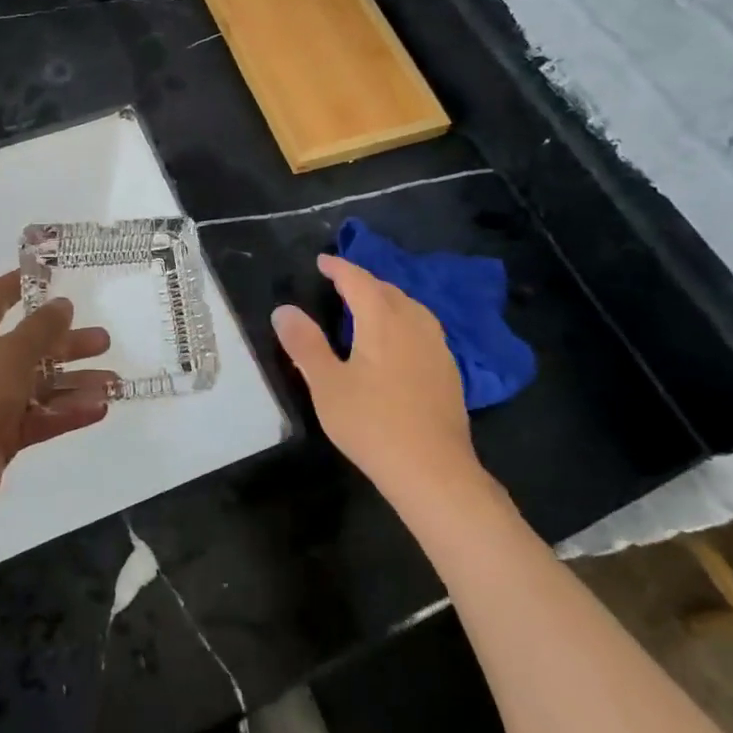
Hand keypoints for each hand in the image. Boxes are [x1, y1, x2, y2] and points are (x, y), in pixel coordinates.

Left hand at [0, 272, 117, 528]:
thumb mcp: (9, 355)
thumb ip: (40, 329)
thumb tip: (63, 303)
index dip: (23, 284)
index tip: (56, 275)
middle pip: (29, 345)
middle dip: (67, 342)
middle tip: (104, 340)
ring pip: (40, 384)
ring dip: (75, 381)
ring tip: (114, 381)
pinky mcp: (1, 435)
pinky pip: (40, 416)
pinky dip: (67, 412)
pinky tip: (99, 409)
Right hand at [271, 254, 478, 496]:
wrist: (433, 470)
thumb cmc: (372, 424)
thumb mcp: (326, 385)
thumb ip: (304, 344)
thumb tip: (284, 310)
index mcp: (382, 320)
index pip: (358, 280)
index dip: (339, 268)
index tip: (322, 261)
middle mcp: (414, 323)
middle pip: (387, 290)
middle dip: (363, 281)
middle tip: (340, 282)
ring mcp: (437, 347)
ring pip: (410, 307)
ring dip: (387, 299)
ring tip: (369, 306)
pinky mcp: (449, 371)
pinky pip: (423, 328)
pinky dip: (404, 320)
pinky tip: (399, 341)